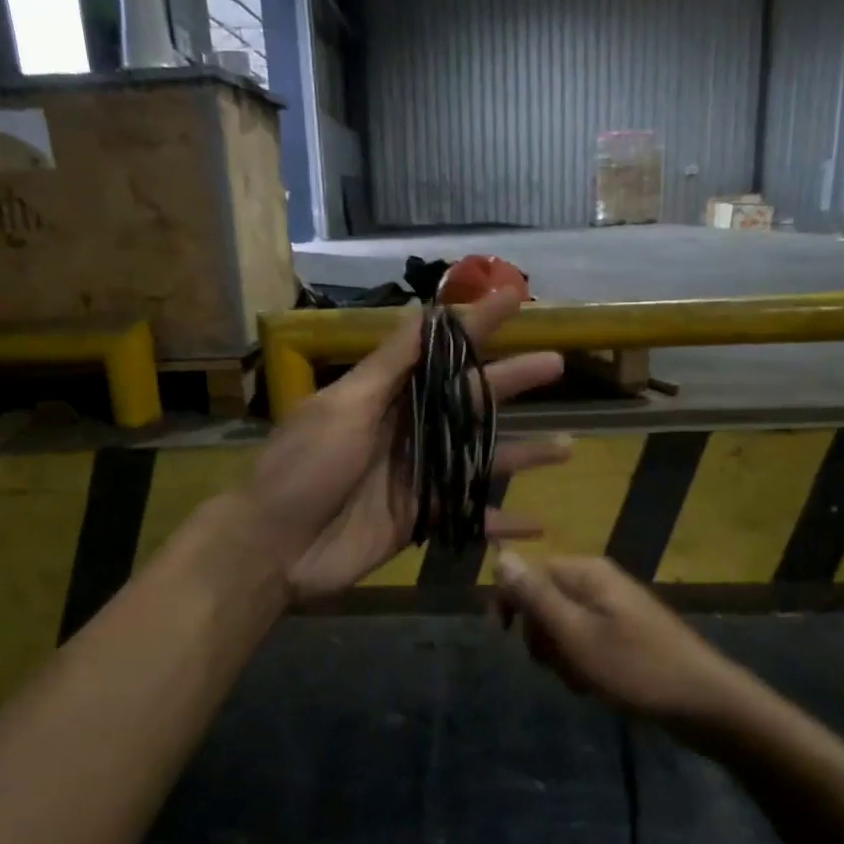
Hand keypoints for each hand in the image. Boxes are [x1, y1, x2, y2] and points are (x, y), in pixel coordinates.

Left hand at [245, 288, 570, 600]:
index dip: (477, 324)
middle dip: (513, 381)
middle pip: (470, 402)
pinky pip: (469, 519)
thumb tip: (423, 313)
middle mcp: (408, 430)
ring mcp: (417, 477)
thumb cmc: (304, 468)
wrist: (274, 547)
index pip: (440, 352)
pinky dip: (501, 524)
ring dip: (523, 454)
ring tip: (569, 447)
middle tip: (557, 364)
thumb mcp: (344, 407)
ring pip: (481, 461)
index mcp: (387, 396)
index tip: (514, 296)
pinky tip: (538, 523)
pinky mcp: (420, 520)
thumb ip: (390, 366)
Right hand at [493, 553, 754, 725]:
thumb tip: (501, 557)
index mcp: (587, 573)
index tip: (502, 635)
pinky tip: (594, 685)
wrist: (703, 703)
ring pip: (564, 625)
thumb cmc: (634, 668)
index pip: (531, 572)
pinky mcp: (627, 633)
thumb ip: (535, 597)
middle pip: (546, 599)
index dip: (513, 601)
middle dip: (541, 635)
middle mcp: (600, 582)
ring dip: (561, 655)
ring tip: (580, 680)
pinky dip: (582, 662)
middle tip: (555, 664)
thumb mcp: (575, 634)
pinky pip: (586, 640)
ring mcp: (616, 608)